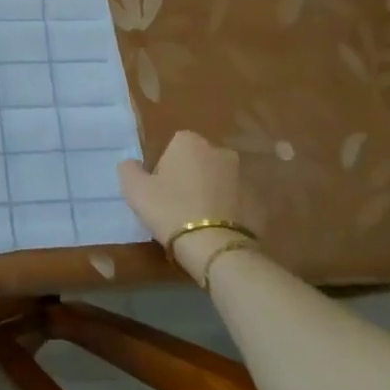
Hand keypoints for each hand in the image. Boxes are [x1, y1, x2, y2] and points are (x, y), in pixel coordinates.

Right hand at [118, 131, 245, 256]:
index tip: (159, 188)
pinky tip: (216, 230)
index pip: (174, 146)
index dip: (165, 166)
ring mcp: (244, 176)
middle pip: (200, 161)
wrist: (214, 246)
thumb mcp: (134, 189)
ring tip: (198, 220)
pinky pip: (237, 202)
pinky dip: (228, 210)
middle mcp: (221, 151)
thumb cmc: (169, 209)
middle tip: (176, 204)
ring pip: (220, 181)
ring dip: (211, 193)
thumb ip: (129, 169)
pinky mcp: (259, 202)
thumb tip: (133, 164)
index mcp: (190, 142)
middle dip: (190, 176)